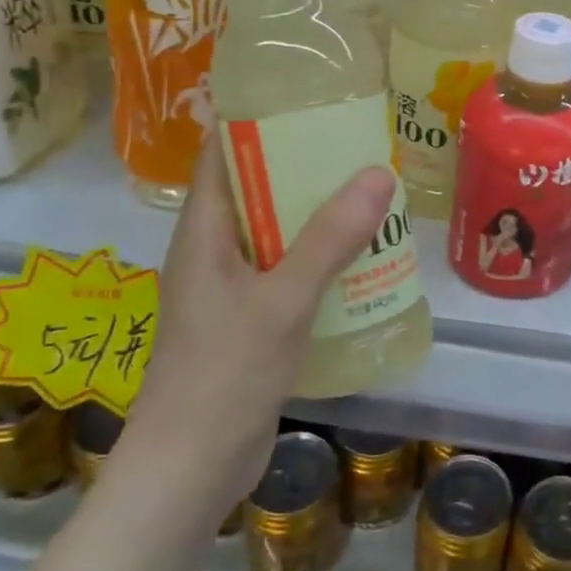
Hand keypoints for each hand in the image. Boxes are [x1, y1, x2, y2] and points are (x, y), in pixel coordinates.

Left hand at [121, 128, 395, 514]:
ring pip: (278, 235)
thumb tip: (378, 172)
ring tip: (374, 194)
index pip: (223, 156)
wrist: (191, 469)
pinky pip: (289, 273)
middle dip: (305, 168)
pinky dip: (322, 259)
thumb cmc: (224, 374)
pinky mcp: (251, 322)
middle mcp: (214, 253)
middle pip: (257, 192)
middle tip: (362, 146)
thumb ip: (330, 238)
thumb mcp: (283, 300)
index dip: (258, 123)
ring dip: (319, 216)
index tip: (311, 101)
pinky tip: (364, 259)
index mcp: (204, 233)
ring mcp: (232, 290)